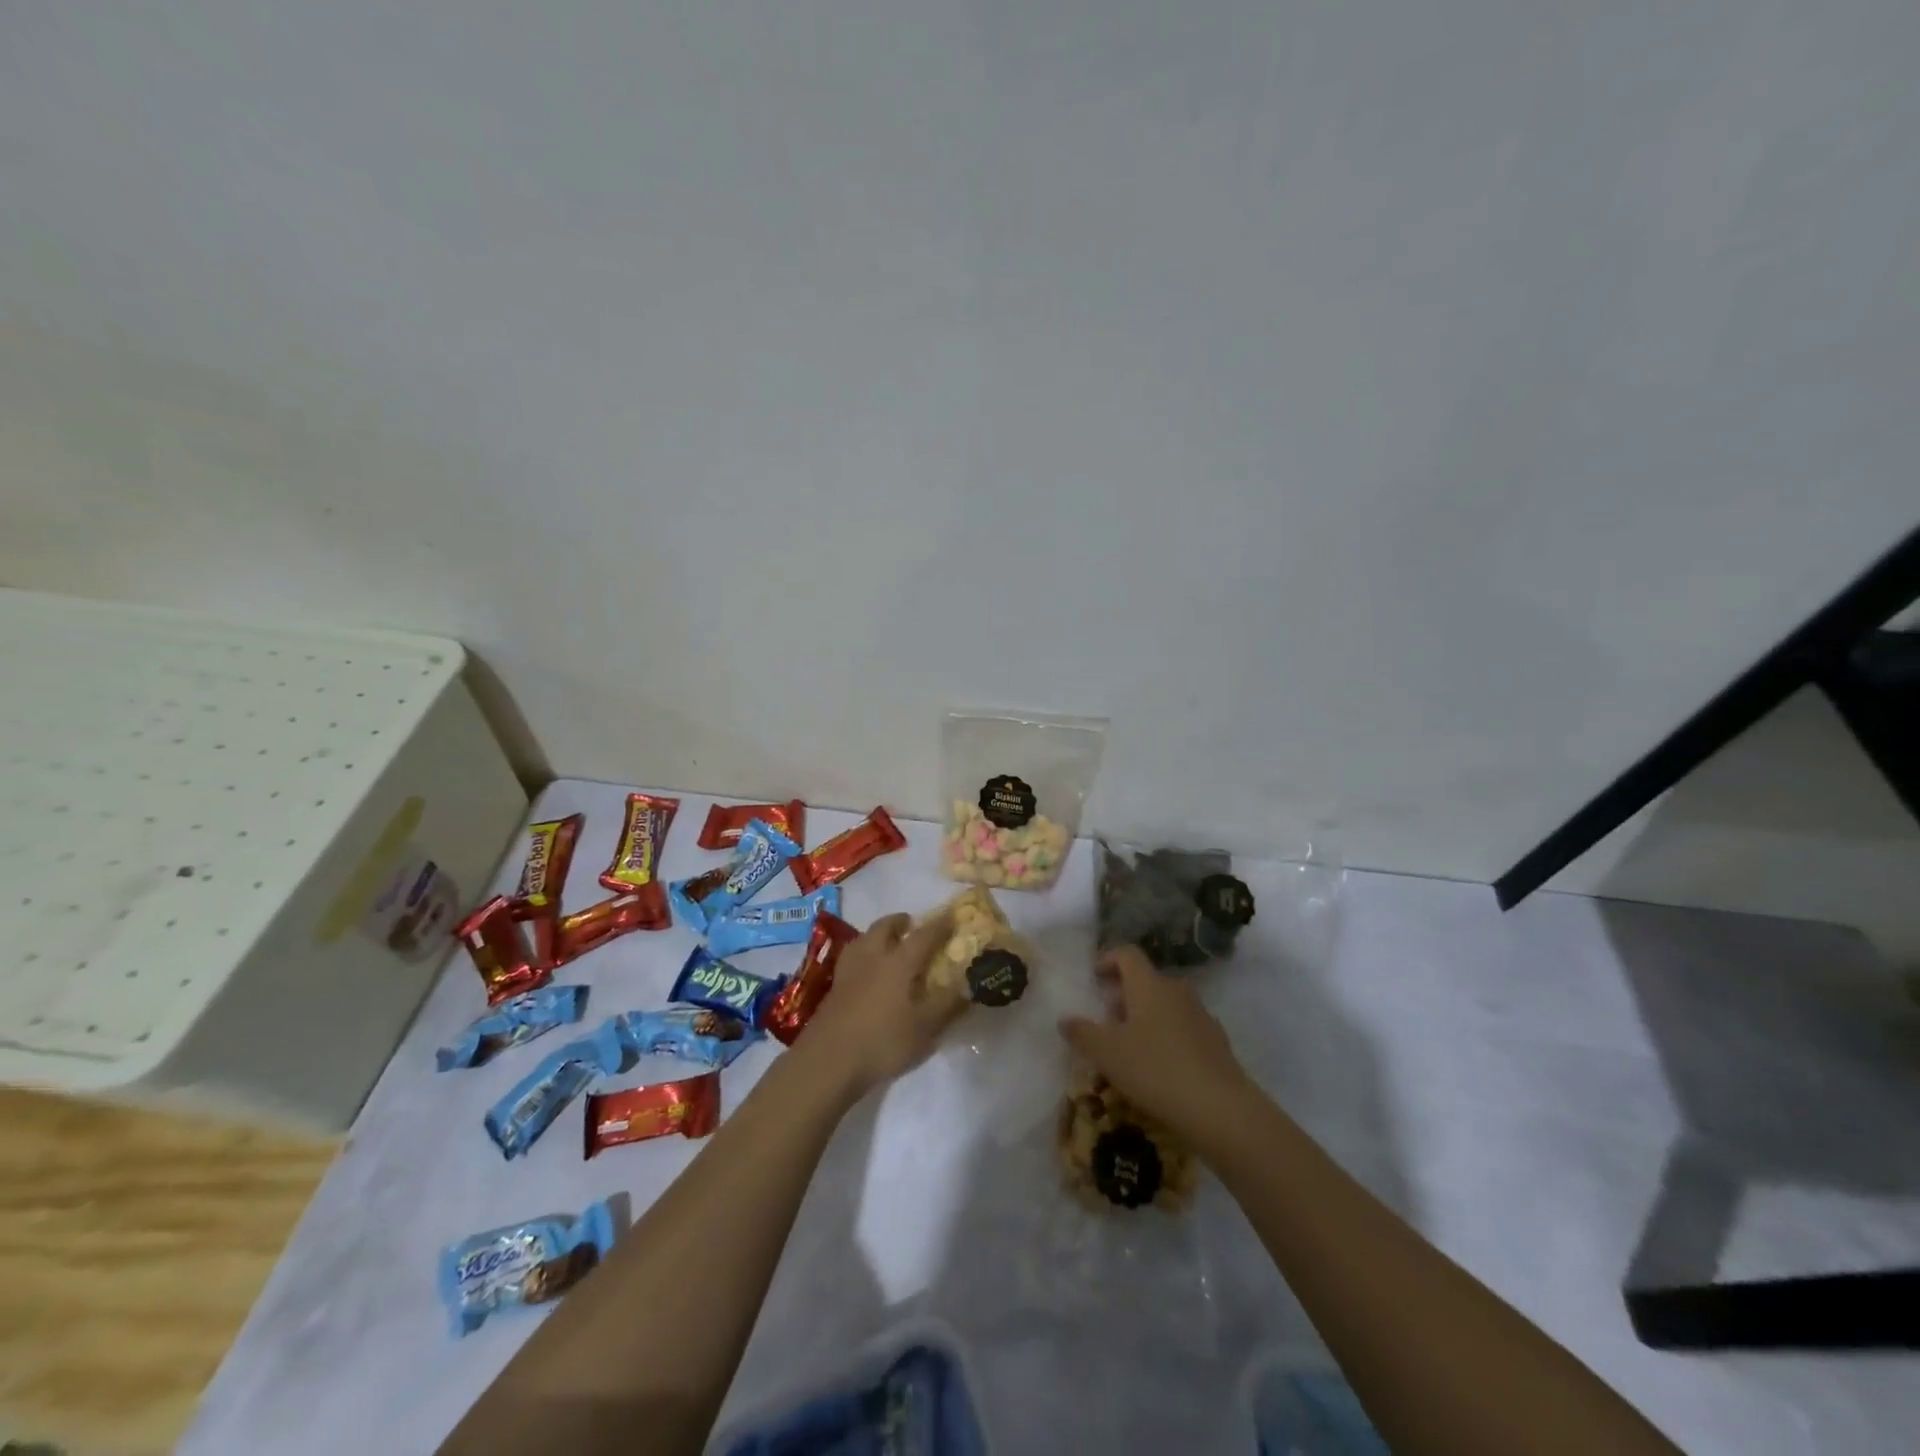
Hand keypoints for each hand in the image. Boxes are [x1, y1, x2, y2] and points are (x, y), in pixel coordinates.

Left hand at [796, 911, 965, 1097]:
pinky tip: (866, 970)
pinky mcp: (834, 988)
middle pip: (884, 927)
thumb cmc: (883, 1041)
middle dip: (899, 922)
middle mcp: (873, 957)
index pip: (923, 935)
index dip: (940, 925)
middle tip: (911, 924)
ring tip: (886, 943)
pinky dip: (863, 954)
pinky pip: (852, 957)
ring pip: (863, 939)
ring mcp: (849, 971)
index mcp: (899, 962)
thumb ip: (949, 1004)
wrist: (828, 1061)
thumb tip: (970, 984)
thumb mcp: (926, 1028)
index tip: (952, 916)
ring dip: (877, 934)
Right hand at [1058, 944, 1253, 1139]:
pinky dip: (1167, 1037)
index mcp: (1149, 985)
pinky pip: (1184, 1028)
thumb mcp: (1106, 1053)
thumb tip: (1065, 1019)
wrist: (1219, 1108)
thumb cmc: (1155, 1069)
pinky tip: (1160, 1067)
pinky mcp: (1216, 1042)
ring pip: (1166, 1005)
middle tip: (1107, 1021)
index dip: (1108, 960)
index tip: (1095, 978)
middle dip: (1124, 996)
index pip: (1127, 954)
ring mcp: (1201, 1015)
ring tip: (1131, 1048)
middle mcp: (1176, 991)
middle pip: (1146, 981)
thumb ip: (1081, 1033)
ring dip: (1146, 1017)